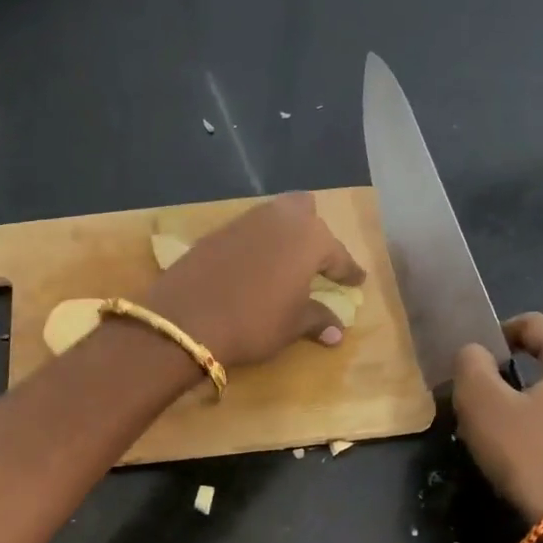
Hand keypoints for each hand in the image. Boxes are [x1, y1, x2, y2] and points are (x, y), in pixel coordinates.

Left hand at [141, 192, 365, 367]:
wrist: (186, 319)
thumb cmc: (253, 322)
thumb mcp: (291, 326)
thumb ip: (317, 320)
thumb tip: (337, 332)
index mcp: (309, 238)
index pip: (338, 254)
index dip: (348, 270)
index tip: (357, 279)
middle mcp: (279, 219)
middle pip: (305, 211)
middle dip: (313, 231)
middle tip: (315, 259)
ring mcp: (244, 222)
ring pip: (273, 216)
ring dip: (282, 235)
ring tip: (284, 261)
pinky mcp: (215, 232)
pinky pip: (246, 231)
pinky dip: (255, 244)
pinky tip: (251, 266)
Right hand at [452, 313, 542, 523]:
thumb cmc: (534, 458)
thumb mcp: (483, 406)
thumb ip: (471, 367)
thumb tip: (475, 353)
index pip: (537, 325)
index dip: (501, 331)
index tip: (475, 354)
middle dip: (514, 378)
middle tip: (482, 403)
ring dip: (531, 410)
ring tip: (502, 437)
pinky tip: (529, 463)